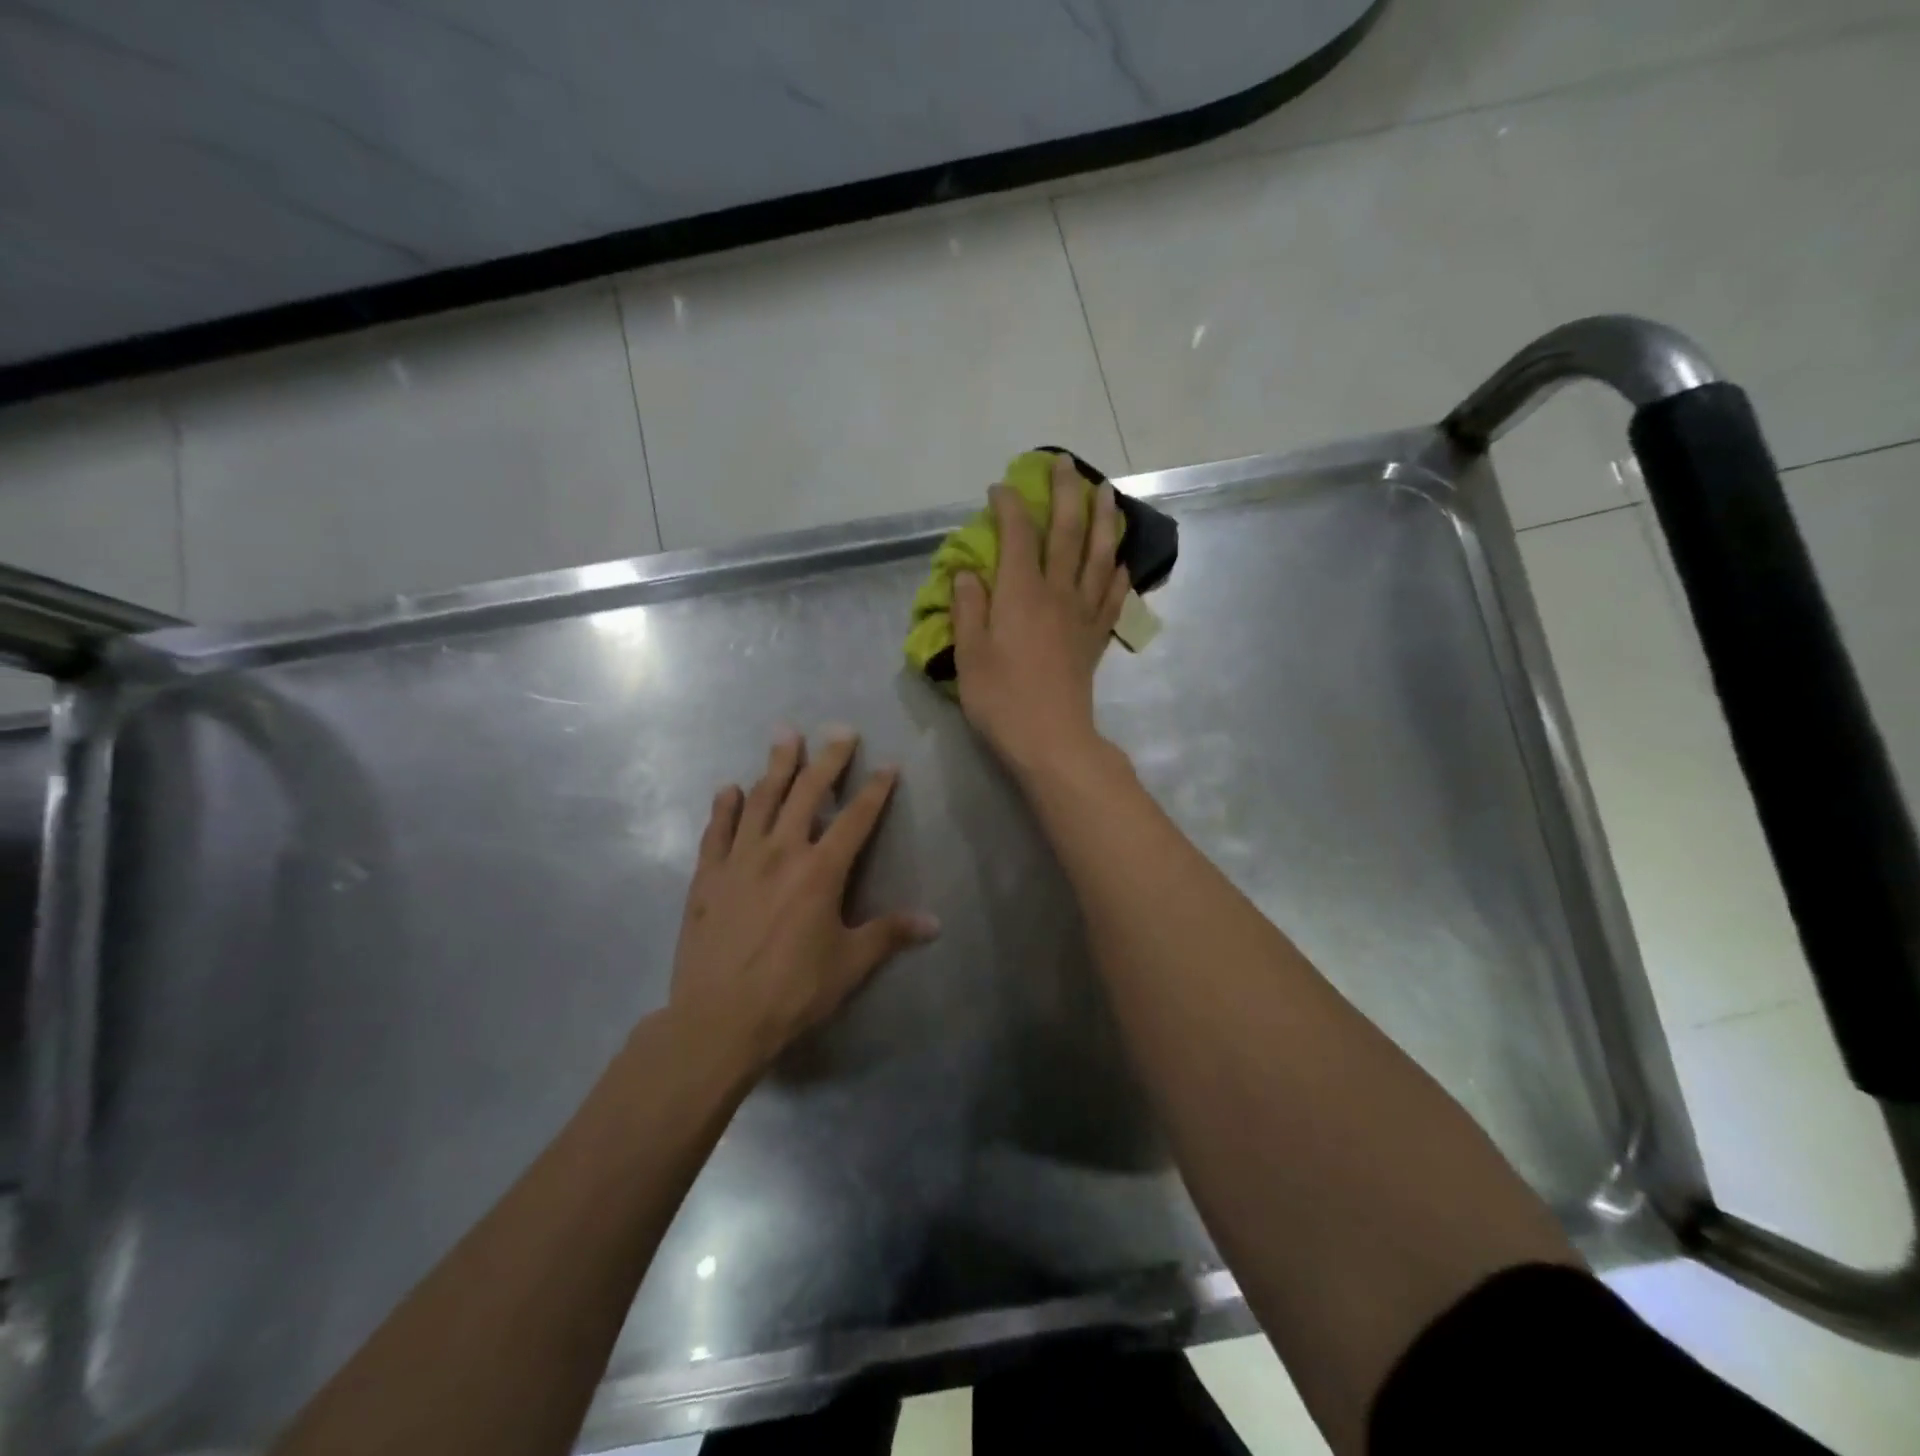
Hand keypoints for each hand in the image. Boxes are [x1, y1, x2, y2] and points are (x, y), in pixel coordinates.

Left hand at [669, 729, 938, 1071]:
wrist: (719, 1018)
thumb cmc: (793, 991)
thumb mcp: (850, 964)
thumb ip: (890, 934)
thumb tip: (935, 923)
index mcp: (821, 871)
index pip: (856, 819)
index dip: (876, 790)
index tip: (888, 765)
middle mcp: (781, 852)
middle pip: (808, 793)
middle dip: (828, 759)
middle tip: (839, 730)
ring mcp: (739, 860)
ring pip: (761, 799)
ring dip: (776, 765)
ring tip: (785, 735)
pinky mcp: (707, 876)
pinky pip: (717, 830)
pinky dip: (724, 807)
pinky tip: (729, 789)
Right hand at [952, 452, 1130, 780]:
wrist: (1051, 740)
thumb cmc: (1001, 700)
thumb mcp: (969, 655)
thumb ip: (968, 609)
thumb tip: (967, 572)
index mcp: (1020, 594)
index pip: (1017, 535)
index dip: (1009, 506)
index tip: (1000, 488)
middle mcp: (1057, 593)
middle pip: (1066, 532)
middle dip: (1065, 493)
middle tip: (1065, 464)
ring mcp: (1082, 615)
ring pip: (1098, 556)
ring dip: (1103, 520)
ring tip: (1106, 493)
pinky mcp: (1096, 638)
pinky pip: (1111, 596)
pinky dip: (1117, 573)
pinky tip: (1120, 560)